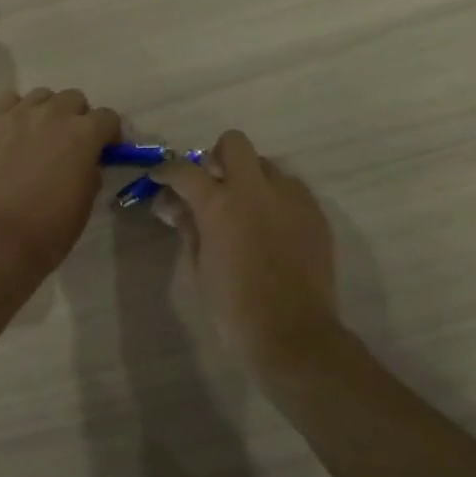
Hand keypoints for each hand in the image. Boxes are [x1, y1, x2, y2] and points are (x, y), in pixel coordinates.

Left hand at [0, 88, 121, 286]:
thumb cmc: (48, 230)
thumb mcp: (84, 202)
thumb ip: (90, 172)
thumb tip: (87, 161)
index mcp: (84, 134)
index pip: (107, 117)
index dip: (109, 134)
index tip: (105, 150)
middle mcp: (52, 114)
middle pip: (73, 99)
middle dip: (77, 117)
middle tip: (70, 143)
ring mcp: (16, 115)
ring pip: (40, 96)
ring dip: (46, 111)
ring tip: (38, 136)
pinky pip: (7, 102)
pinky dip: (14, 112)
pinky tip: (11, 133)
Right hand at [152, 130, 341, 363]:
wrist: (292, 333)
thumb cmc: (234, 306)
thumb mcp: (200, 267)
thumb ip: (190, 228)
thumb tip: (177, 208)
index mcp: (220, 204)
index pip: (185, 171)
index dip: (167, 171)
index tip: (160, 178)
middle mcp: (256, 190)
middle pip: (234, 144)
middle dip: (217, 157)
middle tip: (211, 185)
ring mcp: (291, 198)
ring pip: (267, 166)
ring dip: (250, 179)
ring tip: (245, 210)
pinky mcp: (315, 213)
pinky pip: (292, 190)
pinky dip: (276, 199)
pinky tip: (271, 228)